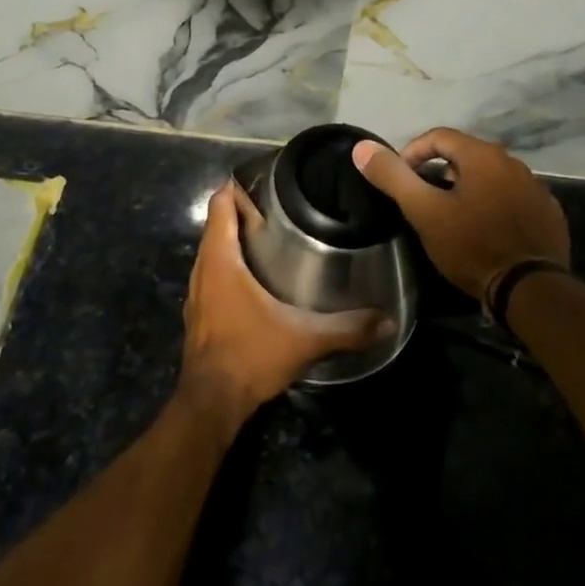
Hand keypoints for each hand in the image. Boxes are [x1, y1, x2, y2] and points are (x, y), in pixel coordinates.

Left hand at [177, 181, 391, 433]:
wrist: (210, 404)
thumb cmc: (251, 356)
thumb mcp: (305, 338)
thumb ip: (347, 328)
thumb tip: (387, 320)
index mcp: (221, 259)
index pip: (220, 204)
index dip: (238, 187)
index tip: (267, 181)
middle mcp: (203, 269)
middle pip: (217, 225)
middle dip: (243, 211)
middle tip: (281, 208)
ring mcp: (197, 293)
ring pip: (212, 251)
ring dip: (234, 240)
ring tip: (272, 237)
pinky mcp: (198, 314)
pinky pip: (212, 274)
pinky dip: (229, 265)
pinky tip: (256, 279)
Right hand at [352, 128, 569, 304]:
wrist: (530, 289)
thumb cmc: (472, 246)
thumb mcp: (425, 212)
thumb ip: (393, 177)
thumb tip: (362, 147)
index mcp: (482, 155)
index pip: (439, 136)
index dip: (412, 152)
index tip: (400, 179)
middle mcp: (513, 162)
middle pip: (466, 155)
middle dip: (440, 171)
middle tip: (423, 200)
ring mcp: (536, 187)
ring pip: (491, 177)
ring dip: (468, 188)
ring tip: (451, 217)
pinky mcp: (548, 213)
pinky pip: (514, 198)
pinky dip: (495, 205)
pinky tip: (486, 230)